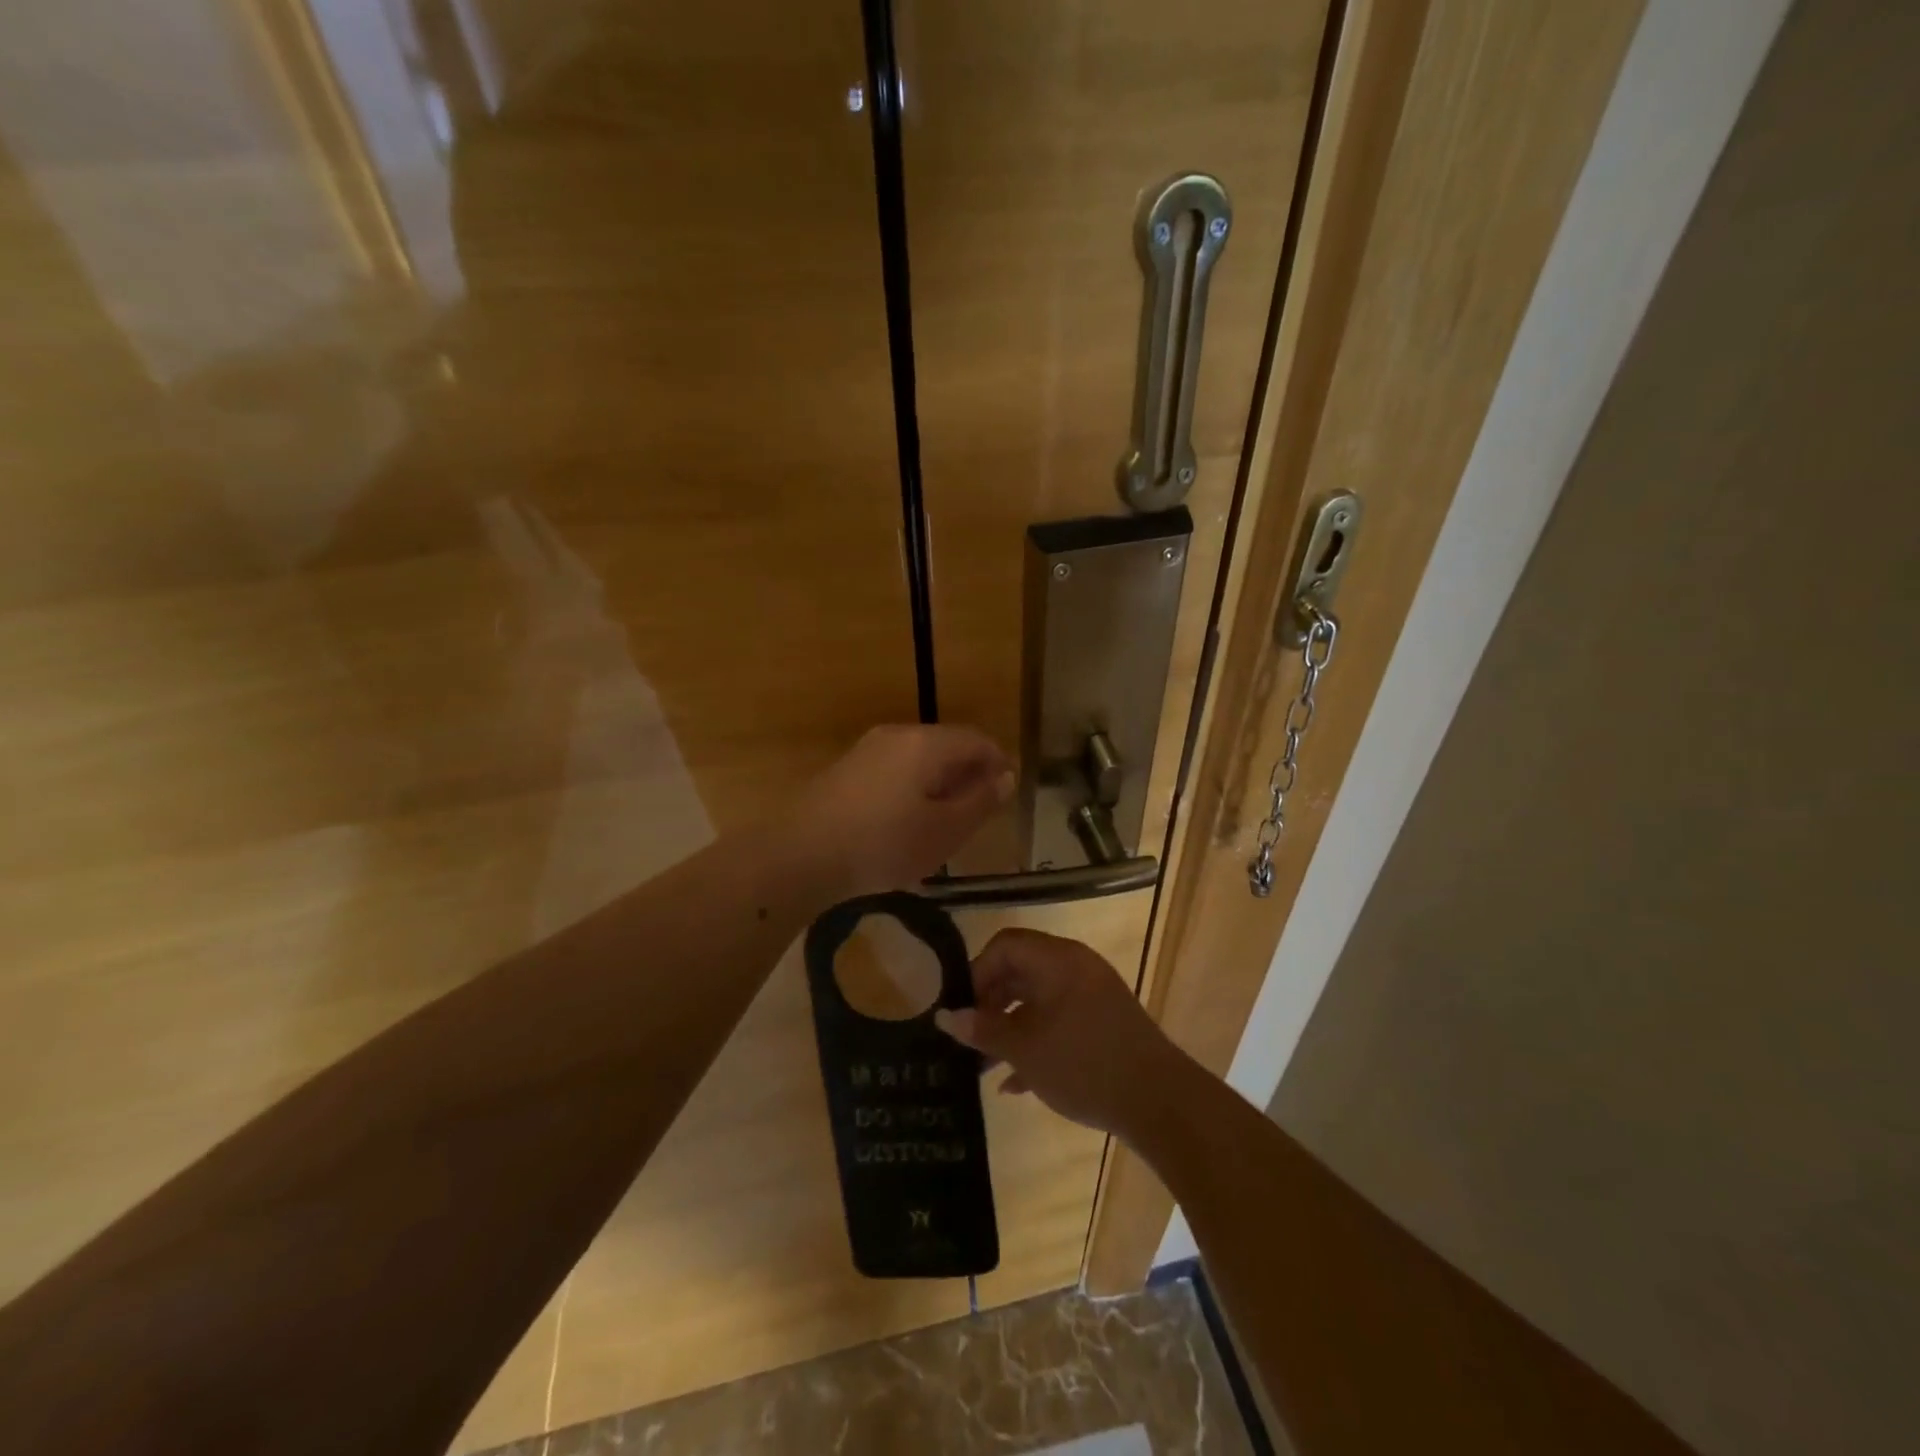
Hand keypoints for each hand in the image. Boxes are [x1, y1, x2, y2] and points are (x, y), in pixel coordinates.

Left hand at [791, 725, 1012, 899]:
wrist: (800, 853)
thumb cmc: (884, 843)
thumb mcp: (945, 831)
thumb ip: (979, 802)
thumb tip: (1005, 777)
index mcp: (926, 743)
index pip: (977, 740)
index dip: (998, 763)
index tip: (1006, 795)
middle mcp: (897, 735)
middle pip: (946, 745)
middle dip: (968, 774)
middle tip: (978, 813)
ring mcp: (867, 749)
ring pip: (919, 758)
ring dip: (939, 783)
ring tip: (944, 822)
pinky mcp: (846, 769)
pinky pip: (894, 770)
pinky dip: (912, 788)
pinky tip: (906, 822)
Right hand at [935, 928, 1186, 1141]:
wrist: (1161, 1102)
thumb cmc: (1084, 1065)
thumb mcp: (1025, 1050)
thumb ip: (983, 1030)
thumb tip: (945, 1016)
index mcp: (1057, 960)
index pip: (1005, 946)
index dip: (976, 974)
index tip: (962, 1010)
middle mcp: (1076, 967)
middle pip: (1020, 971)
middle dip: (990, 1004)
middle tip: (969, 1038)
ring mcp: (1093, 994)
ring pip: (1039, 1000)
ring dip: (1010, 1028)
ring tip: (985, 1066)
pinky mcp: (1104, 1022)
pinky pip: (1060, 1019)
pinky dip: (1037, 1040)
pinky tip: (1017, 1083)